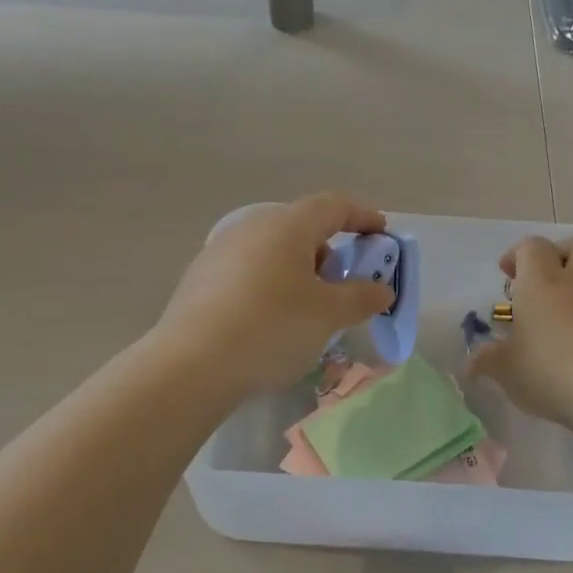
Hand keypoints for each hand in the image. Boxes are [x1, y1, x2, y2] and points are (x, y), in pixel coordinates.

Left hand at [154, 193, 395, 400]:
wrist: (191, 366)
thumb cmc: (272, 328)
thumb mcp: (329, 315)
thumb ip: (361, 297)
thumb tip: (381, 289)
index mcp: (287, 225)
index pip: (335, 206)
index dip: (364, 216)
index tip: (382, 235)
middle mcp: (251, 227)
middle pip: (302, 228)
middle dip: (330, 253)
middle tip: (343, 287)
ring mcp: (220, 251)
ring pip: (273, 251)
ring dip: (299, 272)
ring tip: (307, 311)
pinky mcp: (199, 279)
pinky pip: (249, 272)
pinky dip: (271, 286)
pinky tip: (269, 323)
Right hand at [468, 234, 572, 428]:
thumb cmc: (549, 370)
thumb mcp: (506, 370)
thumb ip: (487, 361)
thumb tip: (471, 362)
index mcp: (542, 282)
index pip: (532, 246)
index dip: (518, 254)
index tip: (508, 277)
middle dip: (563, 253)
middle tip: (544, 281)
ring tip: (560, 320)